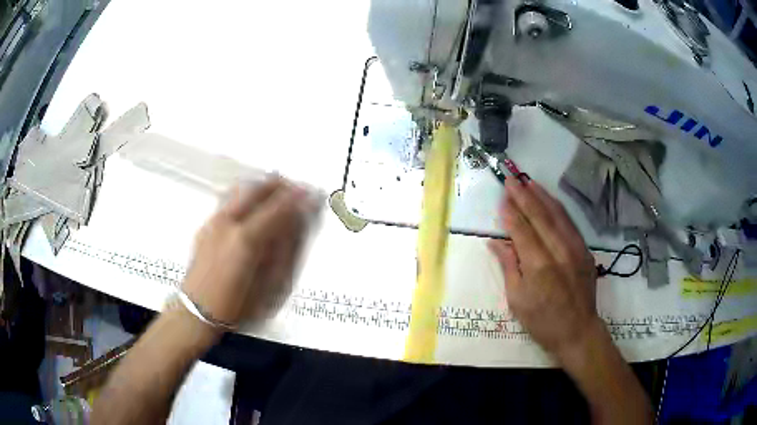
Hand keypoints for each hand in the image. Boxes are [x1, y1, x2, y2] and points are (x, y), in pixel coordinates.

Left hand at [182, 176, 320, 327]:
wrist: (198, 311)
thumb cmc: (236, 306)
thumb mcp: (270, 286)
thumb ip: (286, 251)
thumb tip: (299, 224)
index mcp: (246, 239)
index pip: (279, 207)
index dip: (299, 198)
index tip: (313, 194)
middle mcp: (228, 223)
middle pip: (258, 188)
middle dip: (282, 185)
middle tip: (297, 189)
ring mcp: (214, 222)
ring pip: (242, 189)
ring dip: (264, 187)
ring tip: (278, 193)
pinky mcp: (206, 225)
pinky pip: (230, 199)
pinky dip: (248, 195)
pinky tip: (254, 205)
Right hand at [488, 178, 603, 360]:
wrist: (578, 331)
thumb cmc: (542, 321)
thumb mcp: (517, 300)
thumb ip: (509, 267)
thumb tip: (496, 242)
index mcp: (538, 266)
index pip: (521, 230)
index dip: (510, 213)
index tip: (501, 197)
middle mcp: (558, 251)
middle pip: (539, 216)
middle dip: (523, 196)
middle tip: (511, 180)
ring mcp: (575, 248)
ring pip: (557, 215)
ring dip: (542, 196)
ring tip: (529, 182)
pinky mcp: (585, 250)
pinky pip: (570, 223)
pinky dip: (558, 209)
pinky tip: (550, 200)